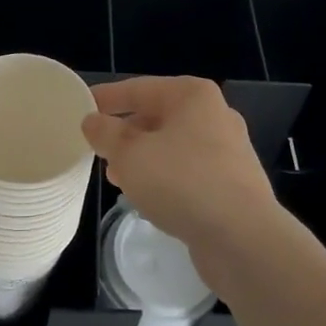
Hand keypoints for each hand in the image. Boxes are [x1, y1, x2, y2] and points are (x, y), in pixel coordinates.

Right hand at [82, 76, 283, 271]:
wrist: (243, 237)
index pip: (139, 88)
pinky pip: (189, 172)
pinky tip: (149, 198)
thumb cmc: (182, 182)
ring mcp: (228, 150)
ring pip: (173, 146)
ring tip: (118, 178)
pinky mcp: (233, 183)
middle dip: (126, 133)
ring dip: (143, 159)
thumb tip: (93, 120)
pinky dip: (165, 178)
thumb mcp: (129, 154)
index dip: (107, 98)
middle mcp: (215, 114)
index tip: (81, 106)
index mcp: (192, 95)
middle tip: (98, 150)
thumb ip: (106, 133)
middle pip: (158, 116)